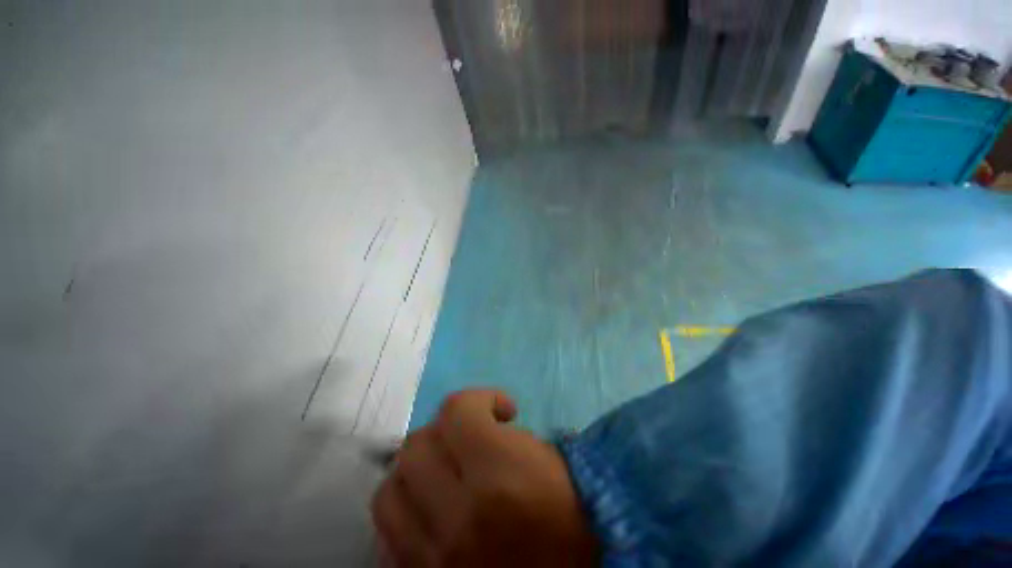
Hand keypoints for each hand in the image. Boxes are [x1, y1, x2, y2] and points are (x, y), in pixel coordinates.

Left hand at [371, 389, 597, 566]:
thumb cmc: (567, 510)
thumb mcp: (543, 454)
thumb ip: (497, 430)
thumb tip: (473, 419)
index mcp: (499, 476)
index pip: (456, 412)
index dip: (478, 399)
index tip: (499, 410)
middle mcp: (460, 518)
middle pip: (416, 445)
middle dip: (445, 431)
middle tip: (469, 438)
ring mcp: (434, 558)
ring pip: (390, 490)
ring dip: (417, 470)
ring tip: (443, 471)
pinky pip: (390, 535)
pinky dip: (407, 510)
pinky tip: (431, 506)